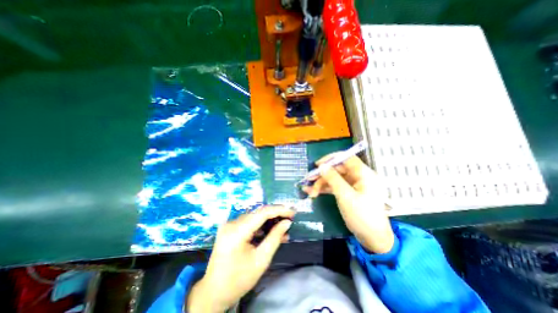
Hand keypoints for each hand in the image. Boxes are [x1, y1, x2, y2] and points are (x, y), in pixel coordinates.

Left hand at [186, 205, 293, 311]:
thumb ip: (275, 238)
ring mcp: (230, 225)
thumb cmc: (239, 279)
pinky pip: (249, 223)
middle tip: (290, 217)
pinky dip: (261, 226)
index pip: (262, 213)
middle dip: (275, 214)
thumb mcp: (261, 260)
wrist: (214, 292)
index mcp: (237, 231)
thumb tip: (287, 222)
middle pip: (258, 213)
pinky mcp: (230, 228)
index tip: (292, 212)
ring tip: (283, 226)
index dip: (279, 210)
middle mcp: (232, 223)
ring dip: (269, 220)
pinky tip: (271, 231)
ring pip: (255, 216)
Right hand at [305, 154, 391, 253]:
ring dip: (321, 184)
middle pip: (338, 169)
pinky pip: (335, 186)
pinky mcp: (349, 193)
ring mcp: (354, 185)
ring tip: (309, 191)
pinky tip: (313, 192)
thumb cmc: (362, 216)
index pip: (347, 158)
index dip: (331, 159)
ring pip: (334, 178)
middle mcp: (359, 177)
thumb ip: (333, 179)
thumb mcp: (346, 196)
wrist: (373, 239)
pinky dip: (325, 189)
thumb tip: (322, 166)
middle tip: (309, 180)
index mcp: (364, 174)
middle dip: (323, 175)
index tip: (317, 164)